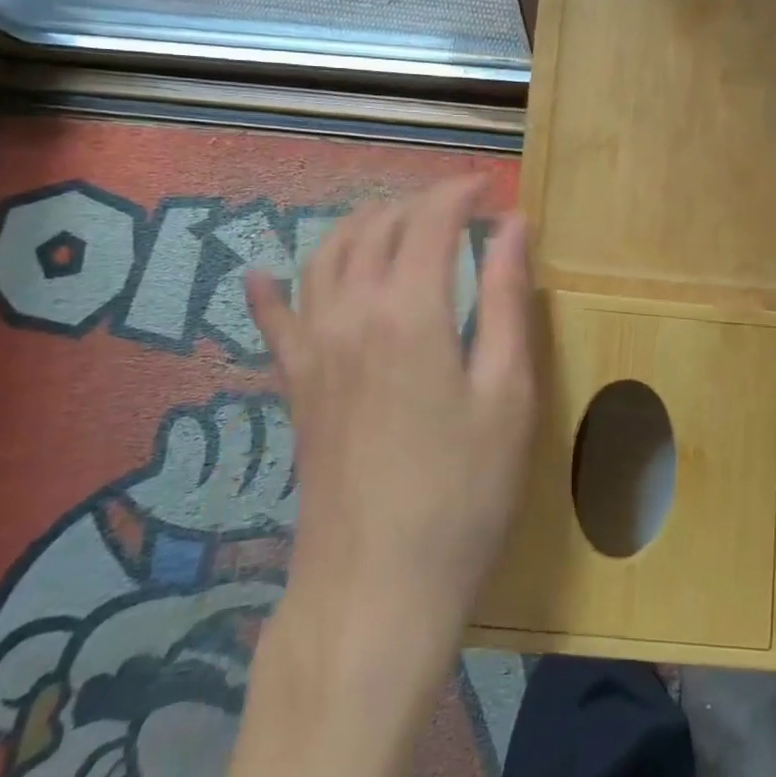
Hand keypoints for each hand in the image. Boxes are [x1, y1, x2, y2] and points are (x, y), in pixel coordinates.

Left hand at [246, 177, 536, 638]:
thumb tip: (512, 227)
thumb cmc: (462, 492)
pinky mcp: (295, 384)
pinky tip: (263, 274)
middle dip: (418, 203)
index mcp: (409, 310)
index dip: (461, 193)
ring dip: (362, 226)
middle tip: (458, 210)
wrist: (375, 587)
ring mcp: (313, 348)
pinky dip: (272, 288)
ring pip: (325, 256)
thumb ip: (507, 300)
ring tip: (397, 225)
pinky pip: (275, 319)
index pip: (430, 220)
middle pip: (376, 227)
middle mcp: (350, 313)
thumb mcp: (508, 393)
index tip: (491, 188)